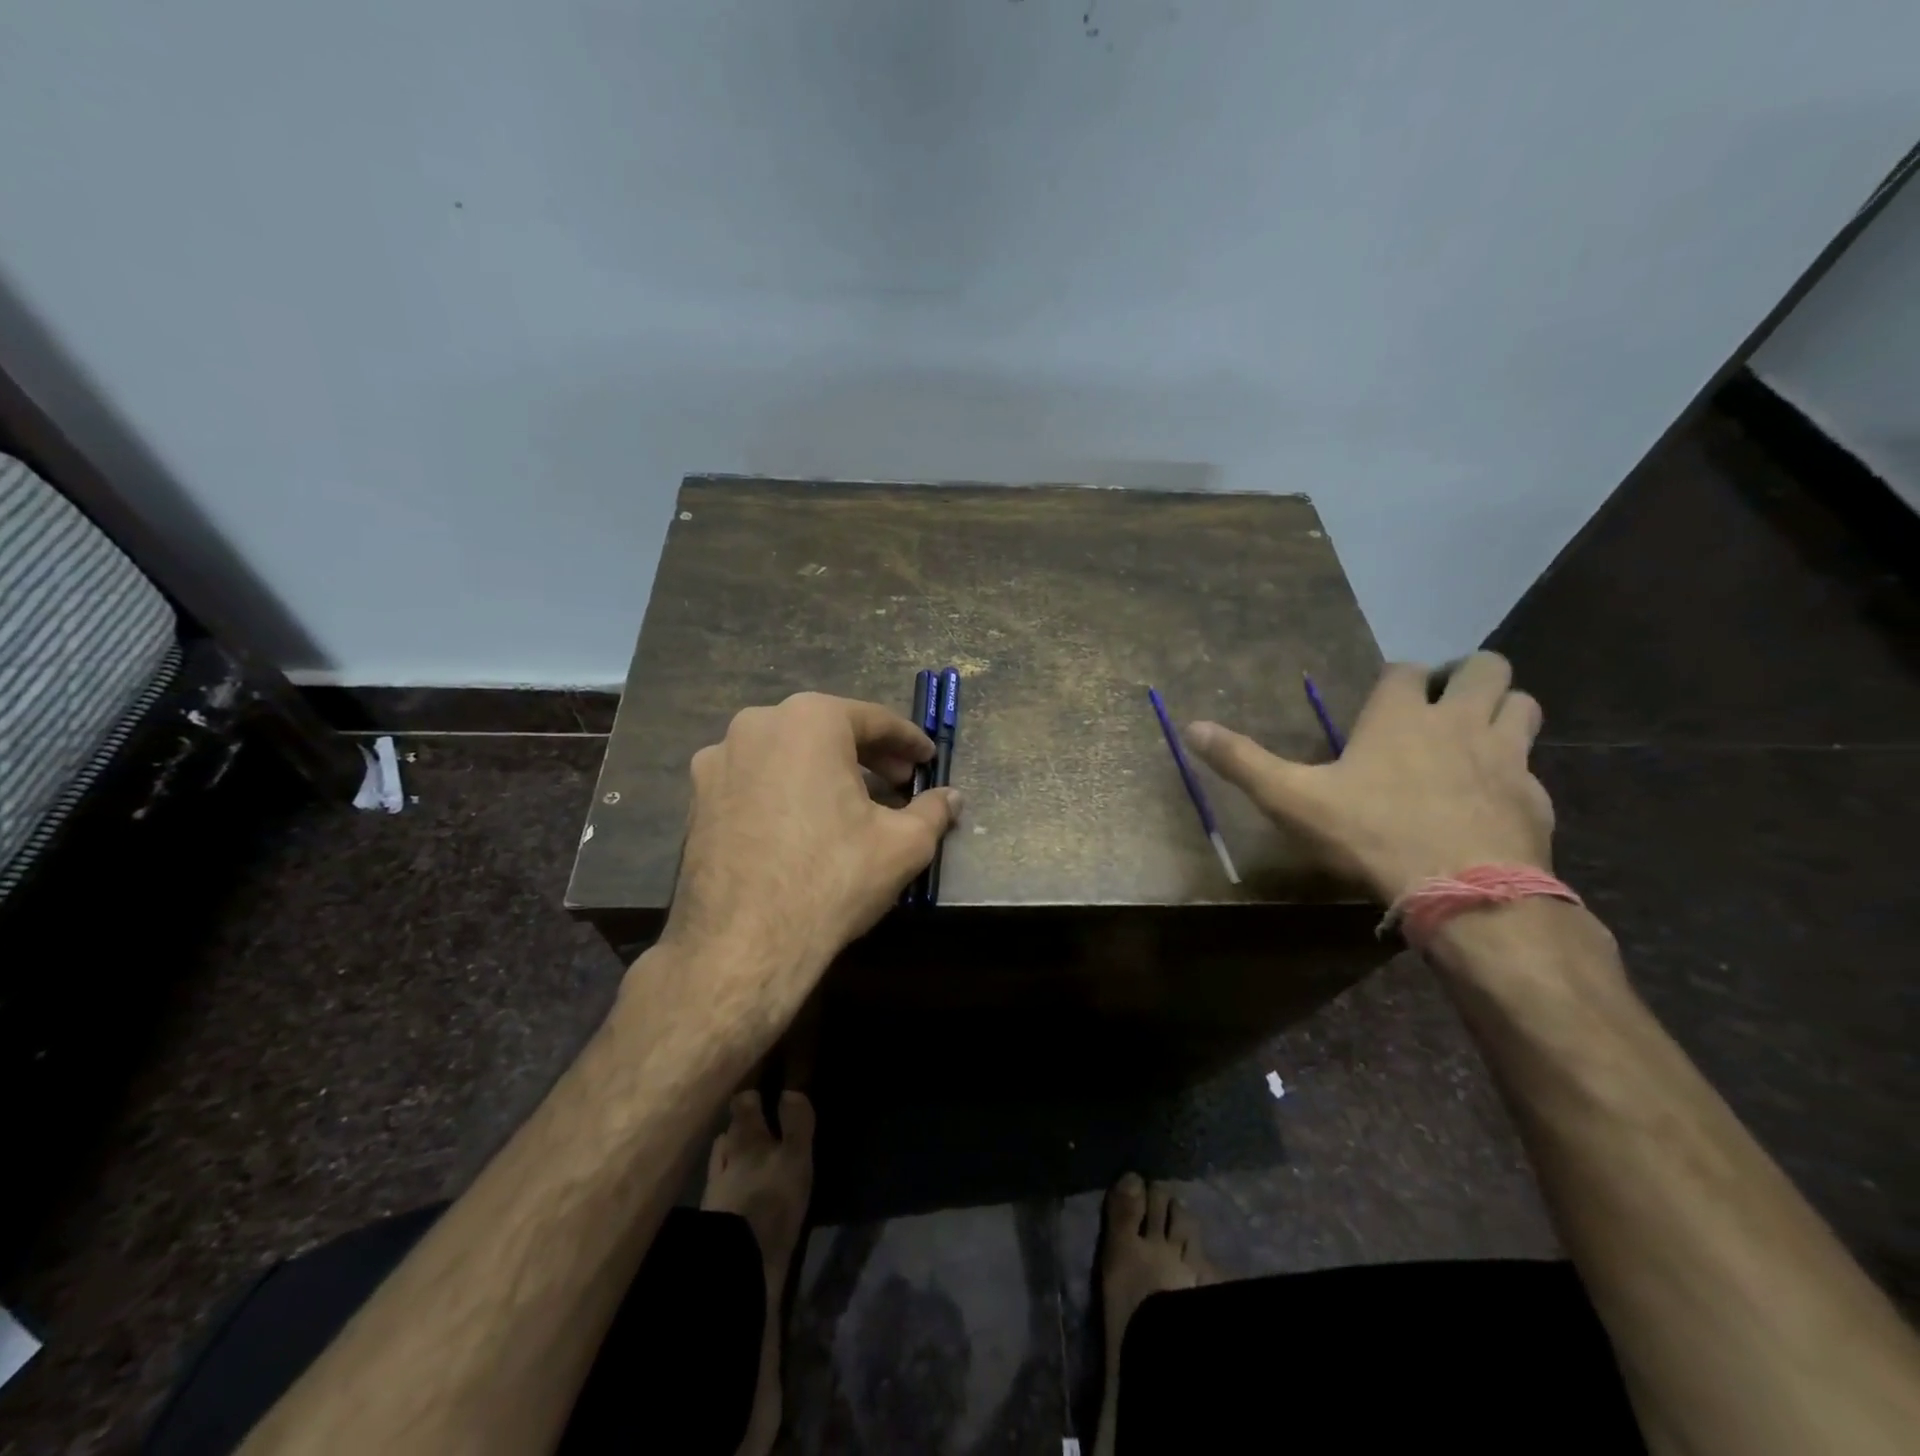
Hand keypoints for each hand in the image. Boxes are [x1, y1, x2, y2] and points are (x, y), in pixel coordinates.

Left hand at [660, 691, 960, 1007]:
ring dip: (824, 770)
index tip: (928, 759)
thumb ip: (933, 811)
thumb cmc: (832, 879)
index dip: (908, 742)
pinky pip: (755, 779)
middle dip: (868, 754)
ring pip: (787, 753)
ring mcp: (718, 760)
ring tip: (852, 803)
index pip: (874, 720)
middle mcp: (757, 725)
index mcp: (810, 720)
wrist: (743, 944)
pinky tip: (803, 823)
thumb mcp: (903, 844)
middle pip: (827, 730)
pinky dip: (785, 789)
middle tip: (900, 782)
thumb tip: (953, 798)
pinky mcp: (696, 797)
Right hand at [1185, 652, 1553, 904]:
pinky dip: (1515, 770)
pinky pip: (1531, 767)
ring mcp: (1507, 757)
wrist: (1464, 892)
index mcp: (1400, 716)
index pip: (1406, 670)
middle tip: (1443, 702)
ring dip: (1502, 709)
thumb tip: (1190, 726)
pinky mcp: (1534, 797)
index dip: (1397, 678)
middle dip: (1468, 675)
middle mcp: (1460, 721)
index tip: (1385, 696)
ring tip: (1476, 734)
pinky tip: (1493, 797)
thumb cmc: (1370, 834)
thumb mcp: (1291, 799)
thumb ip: (1242, 761)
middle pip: (1486, 668)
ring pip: (1522, 706)